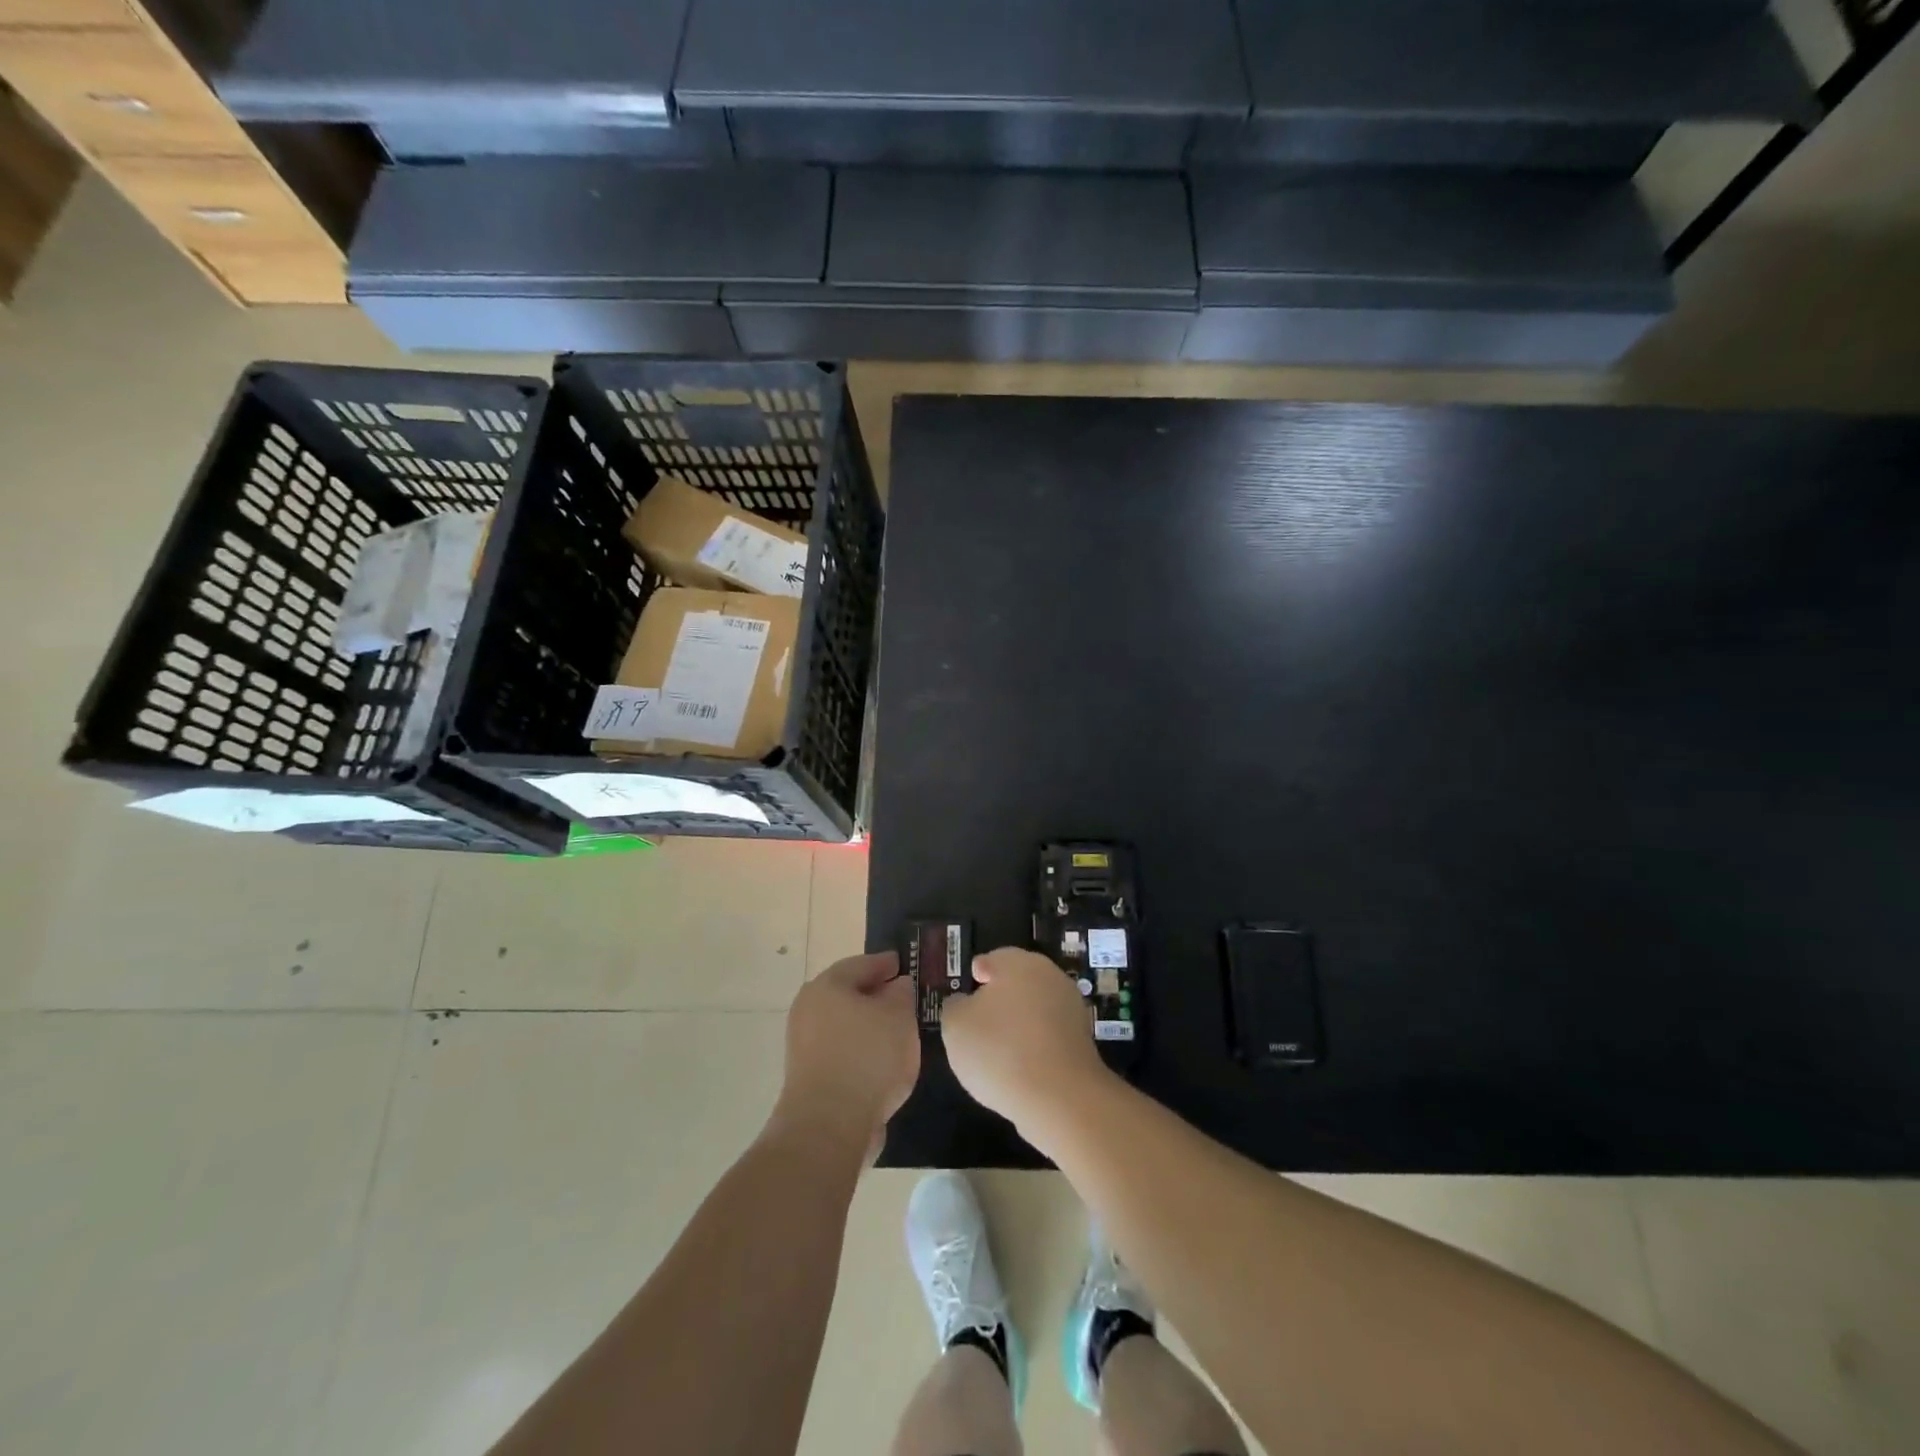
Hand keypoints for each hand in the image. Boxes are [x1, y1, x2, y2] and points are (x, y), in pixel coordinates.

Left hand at [775, 952, 918, 1156]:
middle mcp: (808, 1010)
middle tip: (904, 998)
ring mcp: (804, 1047)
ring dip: (869, 1026)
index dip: (885, 963)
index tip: (904, 964)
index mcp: (826, 986)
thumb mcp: (898, 1017)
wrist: (829, 1126)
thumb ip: (901, 995)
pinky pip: (842, 1053)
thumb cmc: (867, 1058)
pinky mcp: (808, 1078)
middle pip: (848, 995)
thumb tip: (896, 987)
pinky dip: (861, 1052)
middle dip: (876, 996)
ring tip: (899, 1033)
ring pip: (845, 1026)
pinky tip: (883, 1063)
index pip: (861, 964)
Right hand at [941, 947, 1111, 1136]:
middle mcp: (1049, 976)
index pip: (993, 959)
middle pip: (1018, 982)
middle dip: (1000, 998)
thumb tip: (964, 1002)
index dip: (977, 974)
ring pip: (1036, 1008)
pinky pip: (1049, 1035)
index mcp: (1018, 962)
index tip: (968, 992)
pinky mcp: (1083, 1039)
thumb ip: (954, 1006)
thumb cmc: (999, 1050)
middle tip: (979, 1023)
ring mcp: (1071, 1007)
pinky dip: (1036, 1044)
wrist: (1060, 1097)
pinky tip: (1021, 1067)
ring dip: (1020, 1022)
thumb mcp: (955, 1025)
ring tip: (998, 1051)